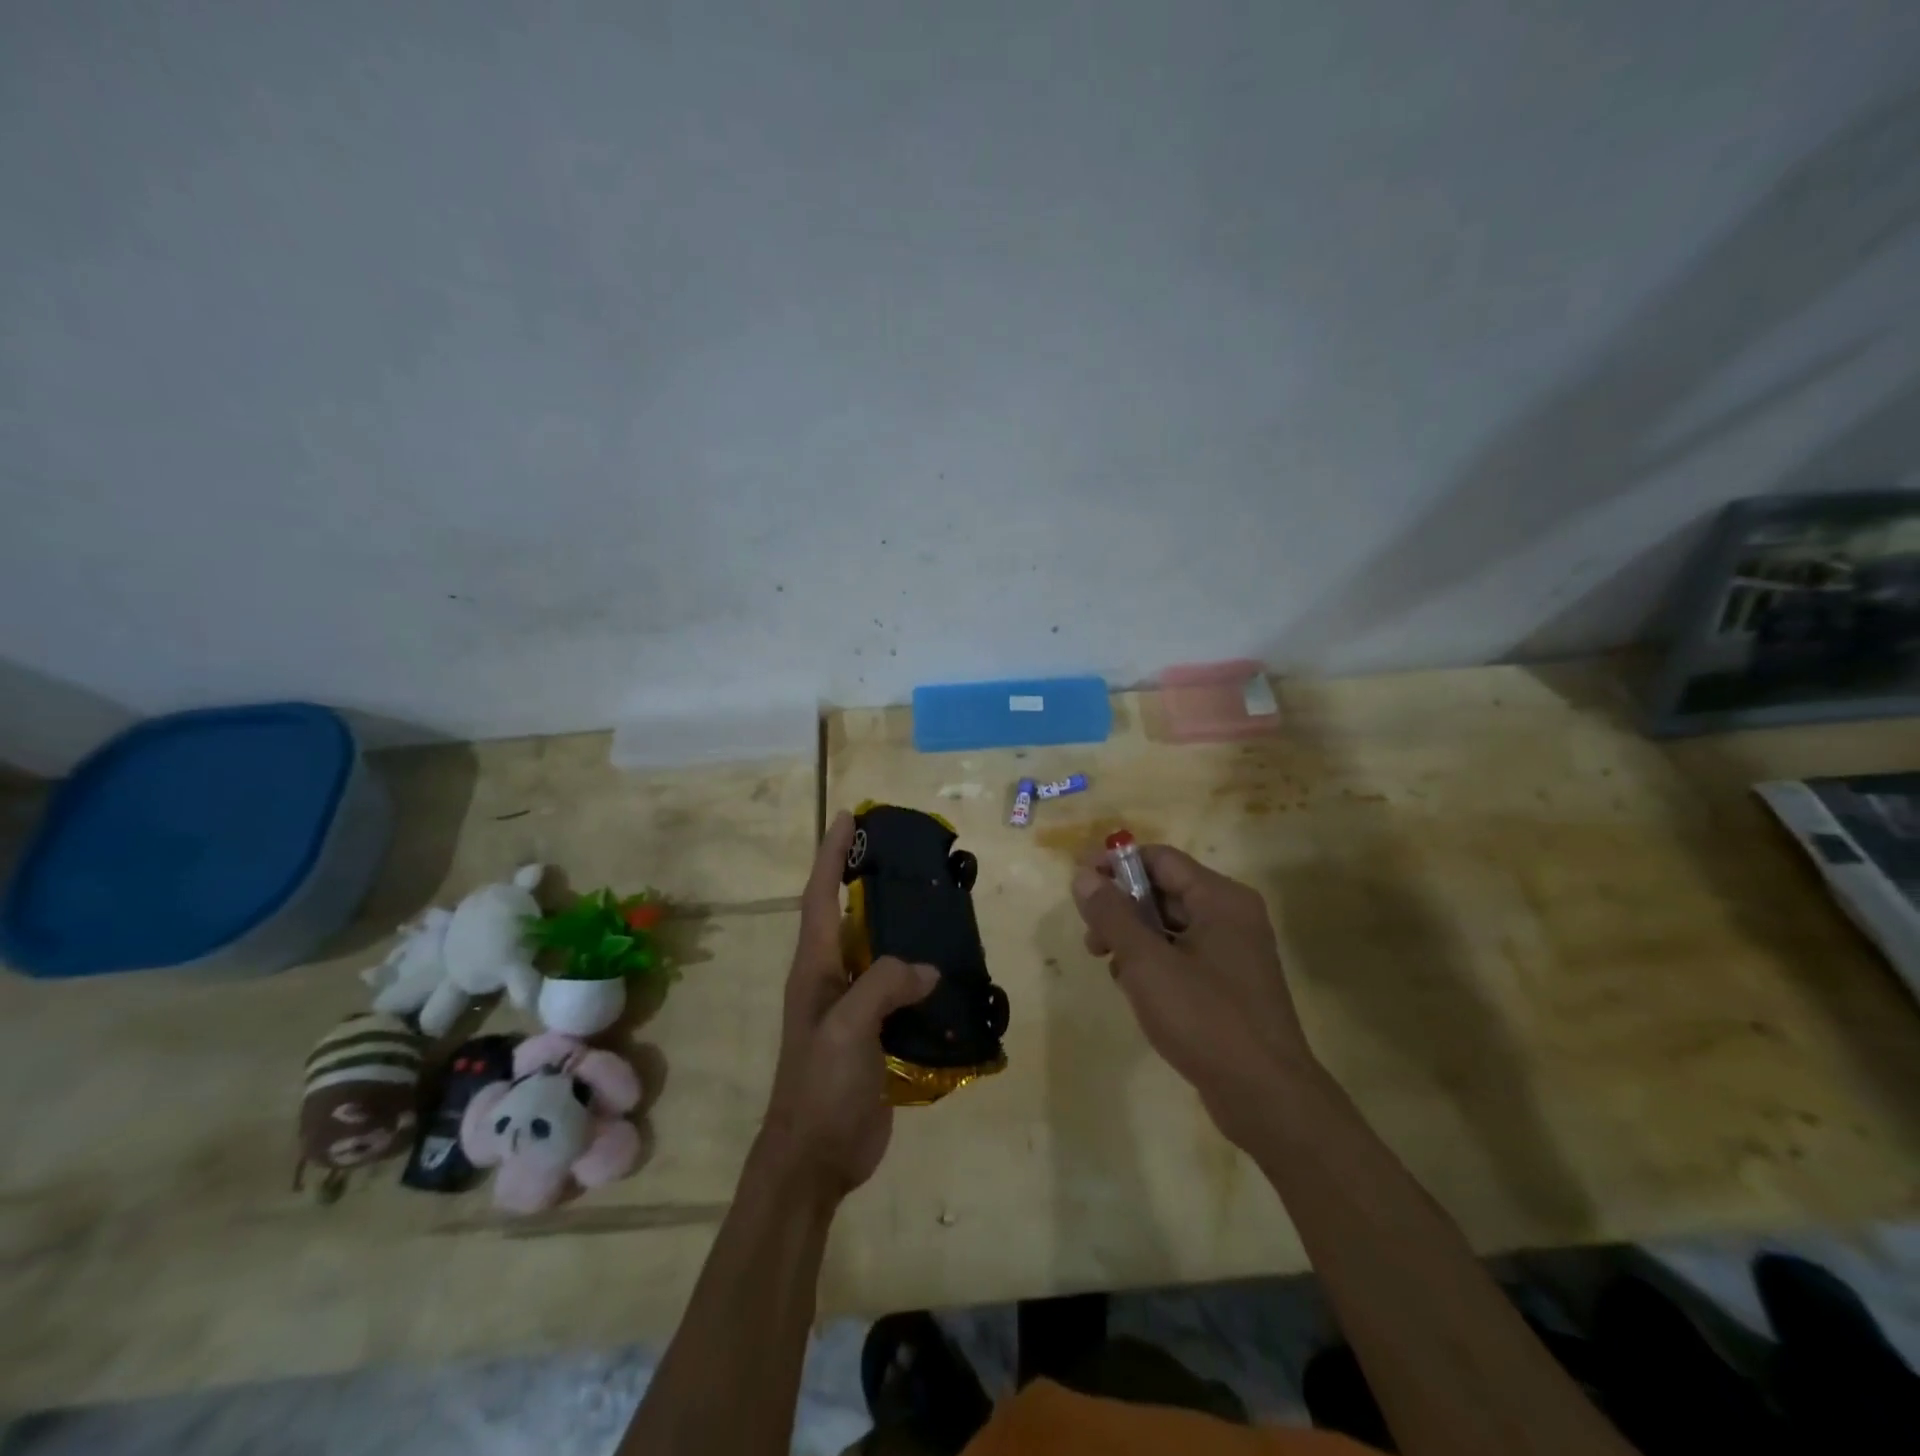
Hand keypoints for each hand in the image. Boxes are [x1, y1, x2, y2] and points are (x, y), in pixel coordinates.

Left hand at [758, 811, 938, 1202]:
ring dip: (896, 923)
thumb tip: (927, 969)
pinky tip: (947, 968)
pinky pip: (898, 988)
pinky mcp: (875, 1032)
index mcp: (815, 967)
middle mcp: (831, 977)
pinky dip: (918, 972)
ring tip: (931, 899)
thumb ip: (883, 987)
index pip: (821, 896)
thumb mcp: (846, 1030)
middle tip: (899, 850)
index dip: (831, 854)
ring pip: (877, 950)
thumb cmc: (820, 1087)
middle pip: (848, 915)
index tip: (847, 816)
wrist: (816, 1158)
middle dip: (864, 877)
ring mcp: (853, 1006)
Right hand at [1073, 844, 1316, 1150]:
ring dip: (1133, 939)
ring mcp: (1233, 952)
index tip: (1079, 884)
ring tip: (1110, 968)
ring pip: (1169, 926)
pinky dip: (1154, 963)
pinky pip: (1182, 955)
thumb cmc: (1205, 1019)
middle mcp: (1231, 916)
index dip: (1115, 865)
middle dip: (1121, 909)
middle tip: (1091, 939)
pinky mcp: (1229, 985)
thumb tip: (1083, 875)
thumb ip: (1112, 914)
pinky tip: (1135, 991)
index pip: (1160, 859)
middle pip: (1164, 891)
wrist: (1266, 1098)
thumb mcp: (1147, 963)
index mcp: (1220, 899)